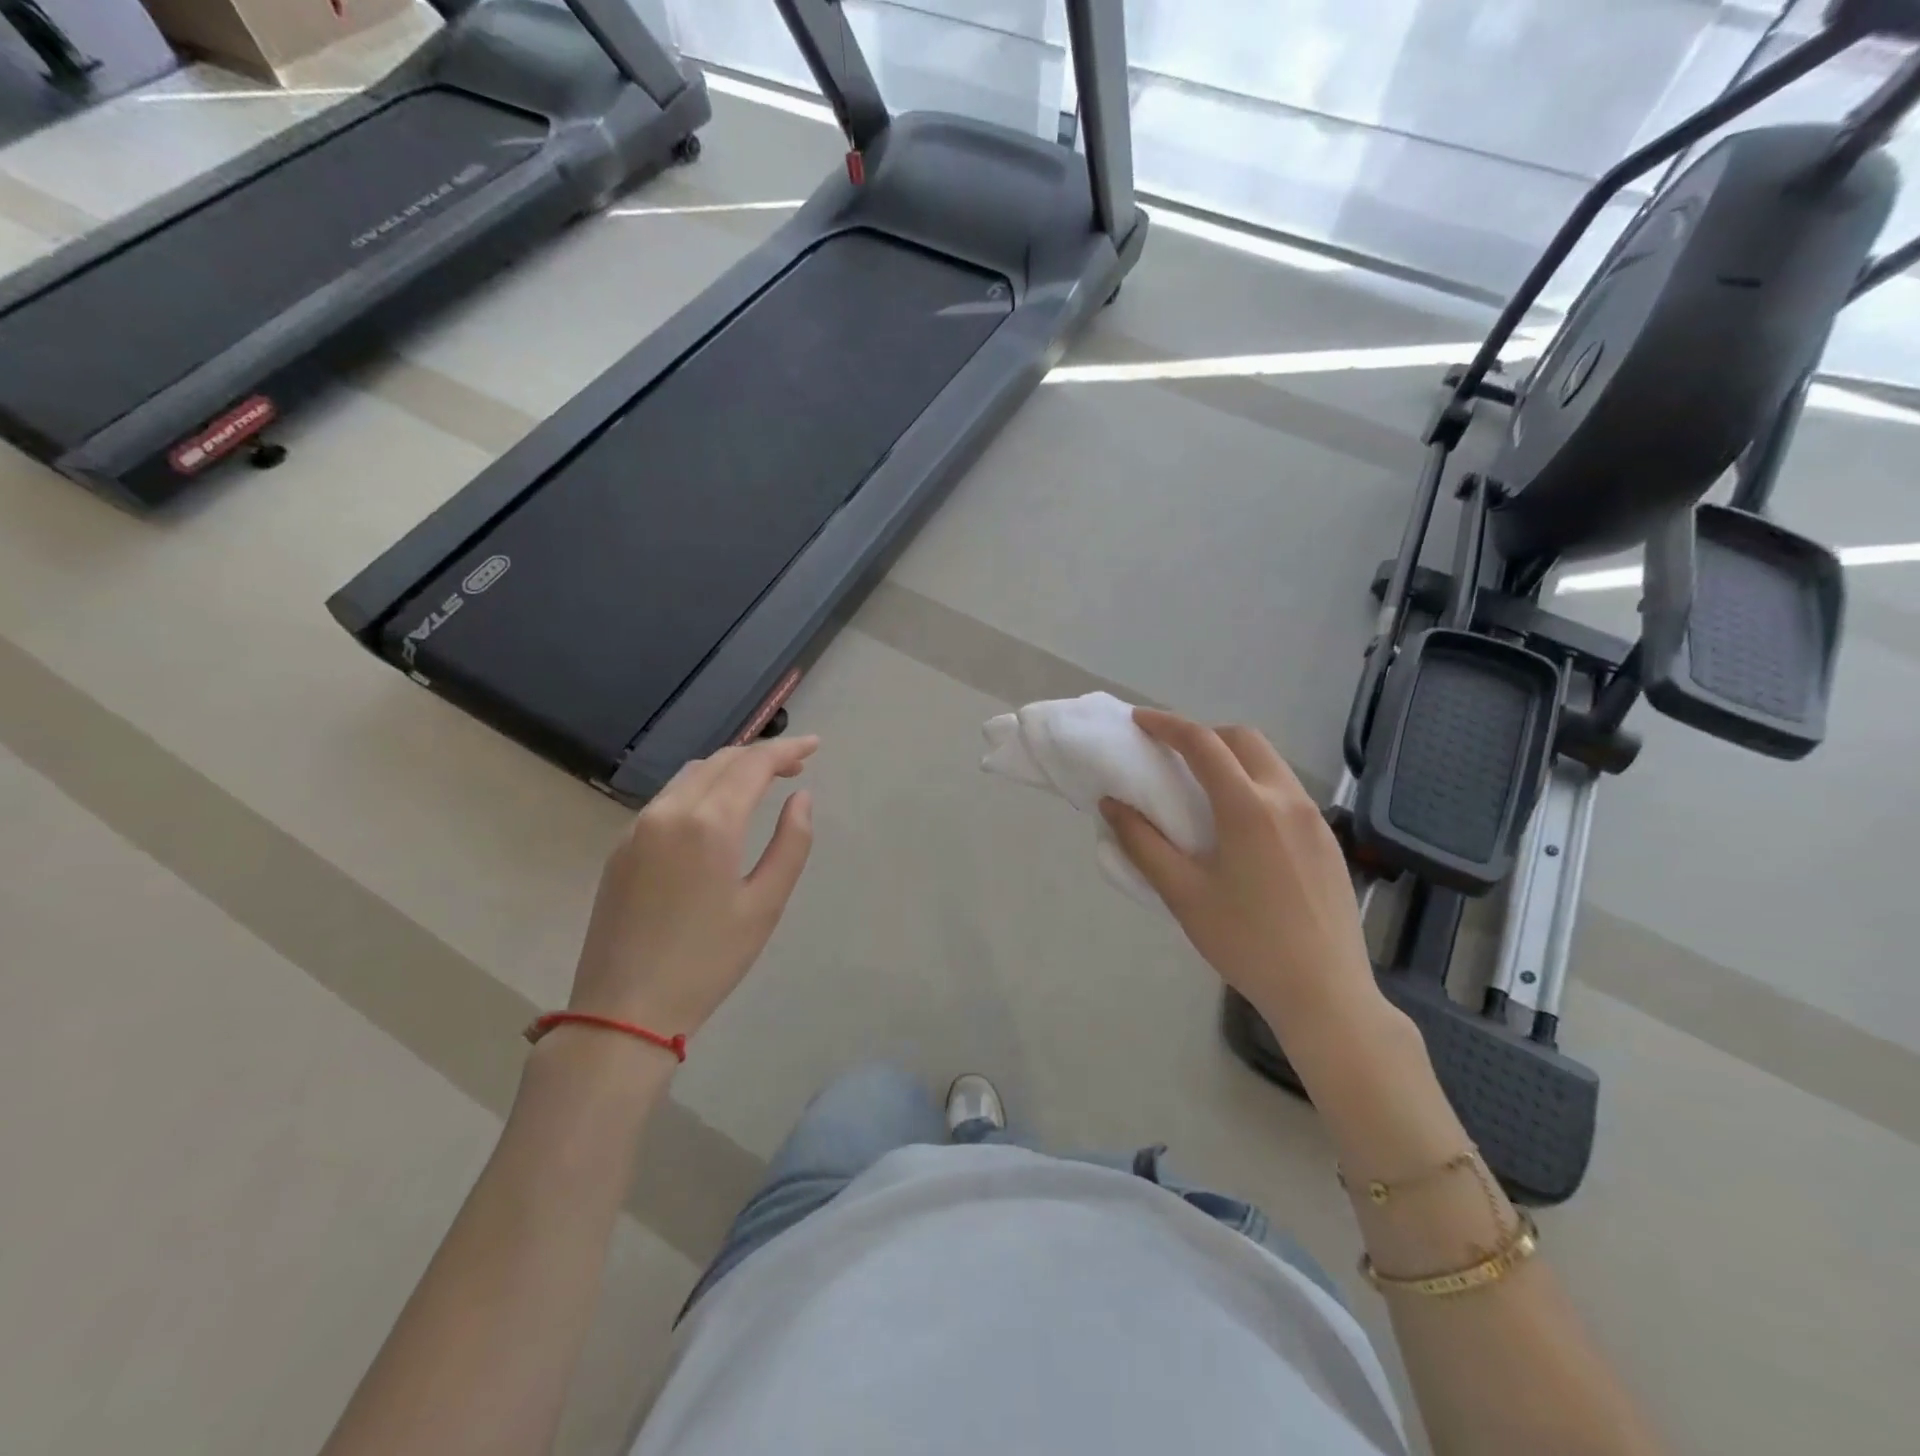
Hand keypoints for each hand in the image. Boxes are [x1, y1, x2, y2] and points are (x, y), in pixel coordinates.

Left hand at [569, 736, 817, 1038]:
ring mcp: (638, 827)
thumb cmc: (708, 961)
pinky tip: (717, 811)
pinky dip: (701, 789)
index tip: (815, 745)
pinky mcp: (621, 847)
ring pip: (691, 775)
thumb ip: (791, 843)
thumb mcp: (765, 904)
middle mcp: (668, 811)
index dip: (787, 749)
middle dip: (760, 756)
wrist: (623, 1010)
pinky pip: (668, 799)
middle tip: (796, 766)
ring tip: (761, 783)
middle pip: (720, 761)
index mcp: (708, 823)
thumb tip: (801, 798)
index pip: (753, 764)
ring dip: (729, 769)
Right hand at [1100, 710, 1377, 1029]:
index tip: (1139, 722)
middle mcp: (1287, 799)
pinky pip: (1287, 791)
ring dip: (1233, 758)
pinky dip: (1256, 784)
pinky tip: (1241, 826)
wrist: (1325, 992)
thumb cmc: (1245, 942)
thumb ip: (1142, 843)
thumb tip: (1112, 805)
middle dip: (1204, 734)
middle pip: (1244, 739)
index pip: (1202, 743)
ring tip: (1203, 788)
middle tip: (1173, 754)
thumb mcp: (1183, 894)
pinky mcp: (1329, 840)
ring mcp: (1315, 819)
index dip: (1166, 725)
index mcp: (1247, 807)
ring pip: (1270, 763)